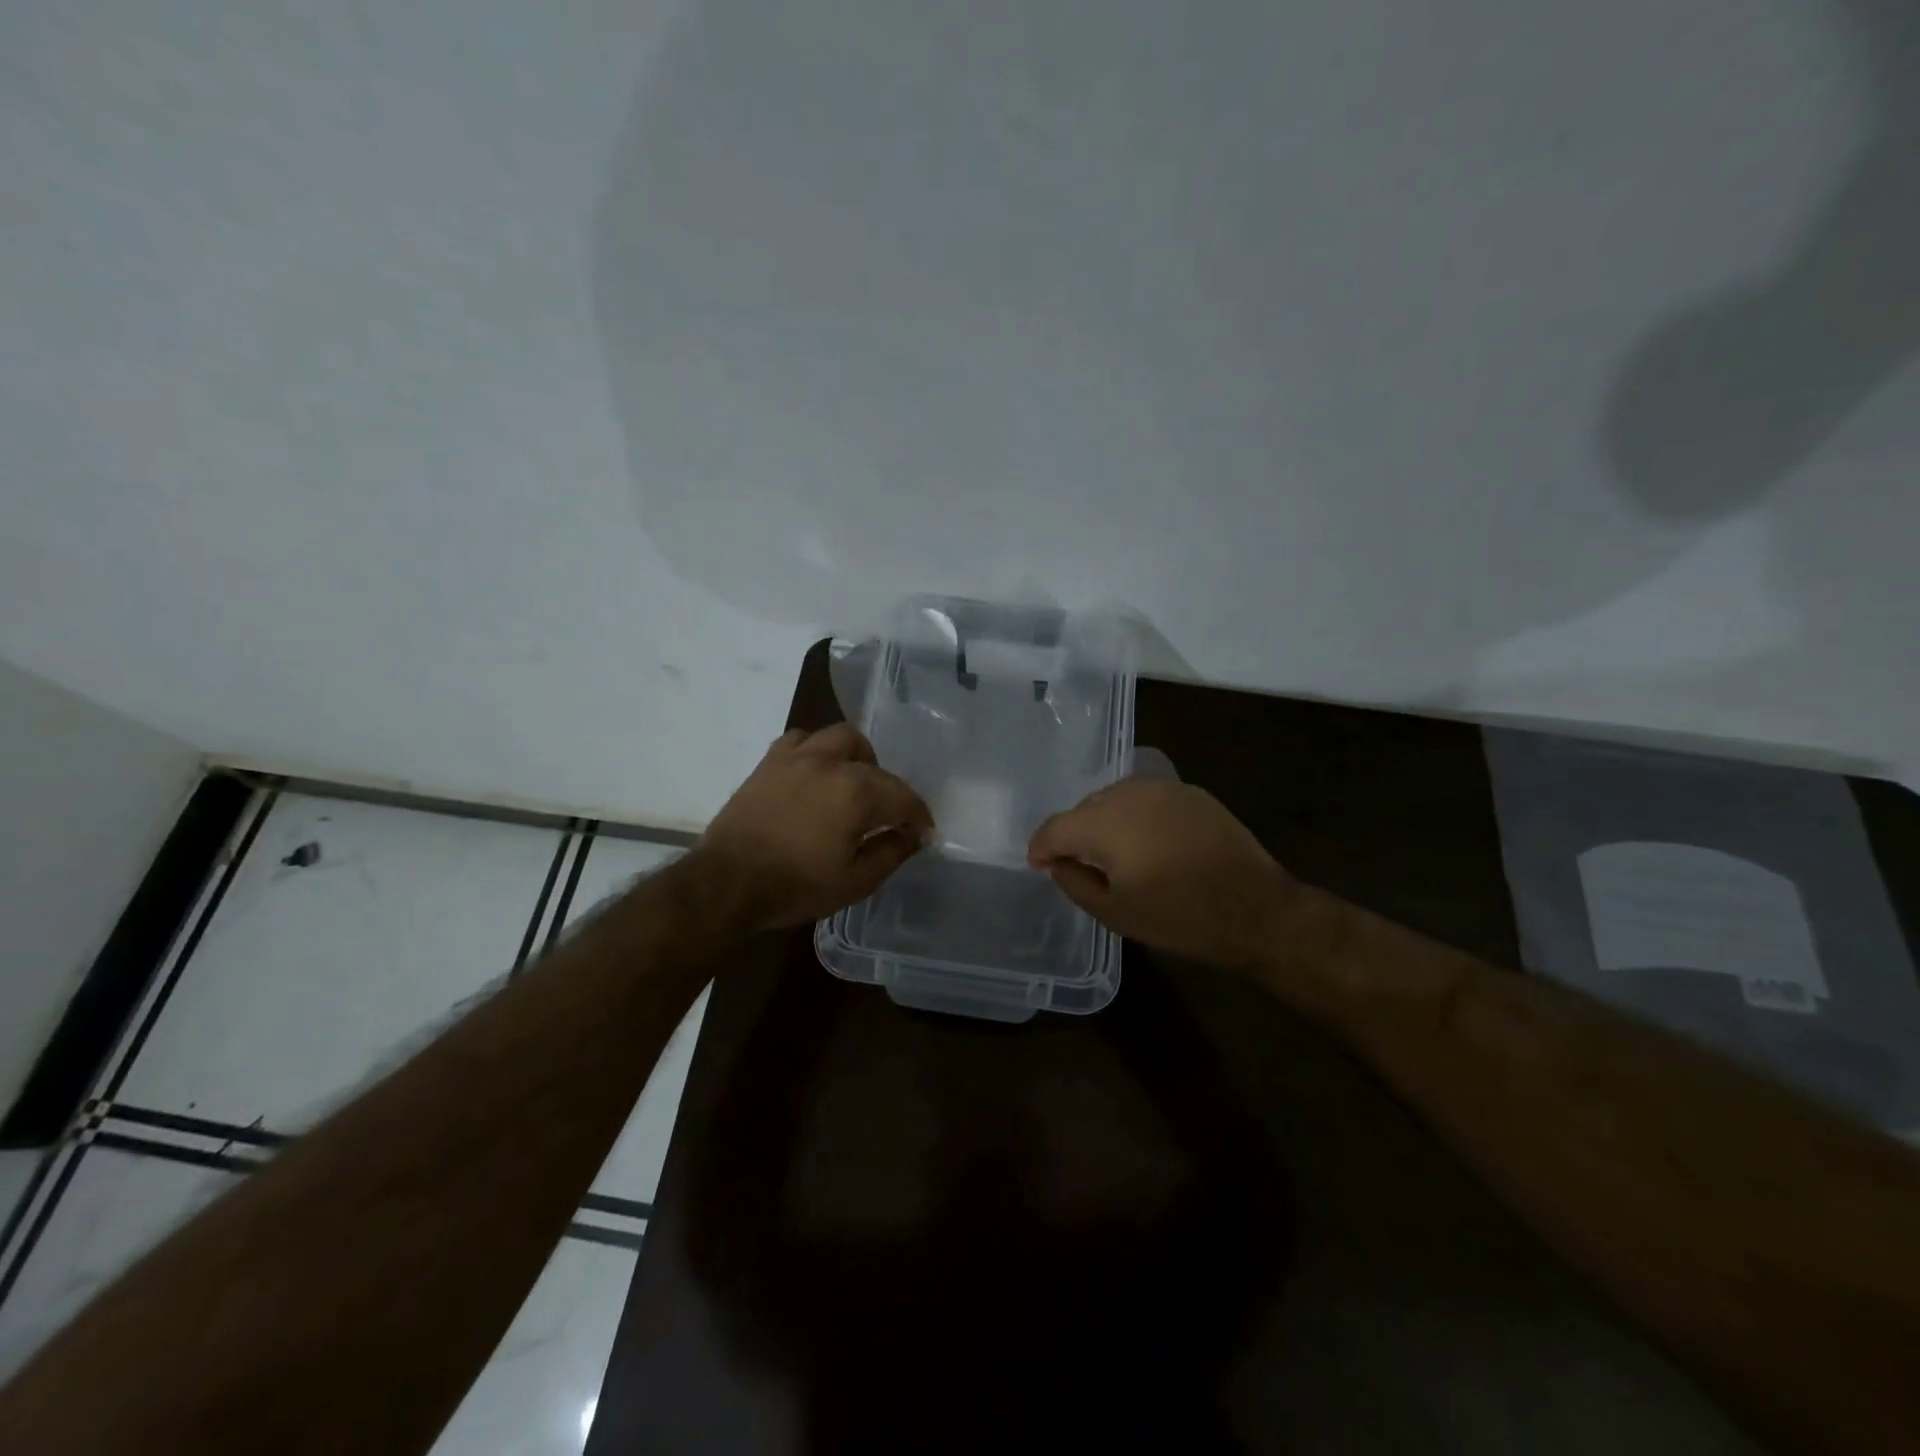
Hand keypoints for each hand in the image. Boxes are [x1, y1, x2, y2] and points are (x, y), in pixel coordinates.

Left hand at [700, 724, 934, 929]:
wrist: (727, 882)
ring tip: (852, 783)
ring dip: (855, 757)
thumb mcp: (855, 881)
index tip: (924, 833)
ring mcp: (797, 757)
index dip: (919, 816)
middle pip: (875, 764)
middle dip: (889, 787)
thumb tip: (916, 835)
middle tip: (885, 814)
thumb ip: (892, 852)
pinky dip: (816, 751)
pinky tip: (814, 774)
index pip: (904, 797)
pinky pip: (801, 740)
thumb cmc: (795, 886)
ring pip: (840, 738)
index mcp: (857, 793)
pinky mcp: (769, 762)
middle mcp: (831, 764)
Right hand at [1028, 778, 1292, 966]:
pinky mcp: (1190, 792)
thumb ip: (1075, 883)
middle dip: (1074, 834)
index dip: (1041, 847)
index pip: (1056, 827)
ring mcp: (1162, 788)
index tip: (1039, 866)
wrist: (1254, 909)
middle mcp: (1128, 794)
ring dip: (1105, 821)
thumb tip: (1058, 864)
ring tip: (1115, 853)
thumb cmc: (1179, 917)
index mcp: (1104, 824)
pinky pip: (1146, 798)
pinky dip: (1136, 816)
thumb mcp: (1116, 913)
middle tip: (1079, 864)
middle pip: (1084, 808)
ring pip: (1115, 798)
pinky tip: (1148, 841)